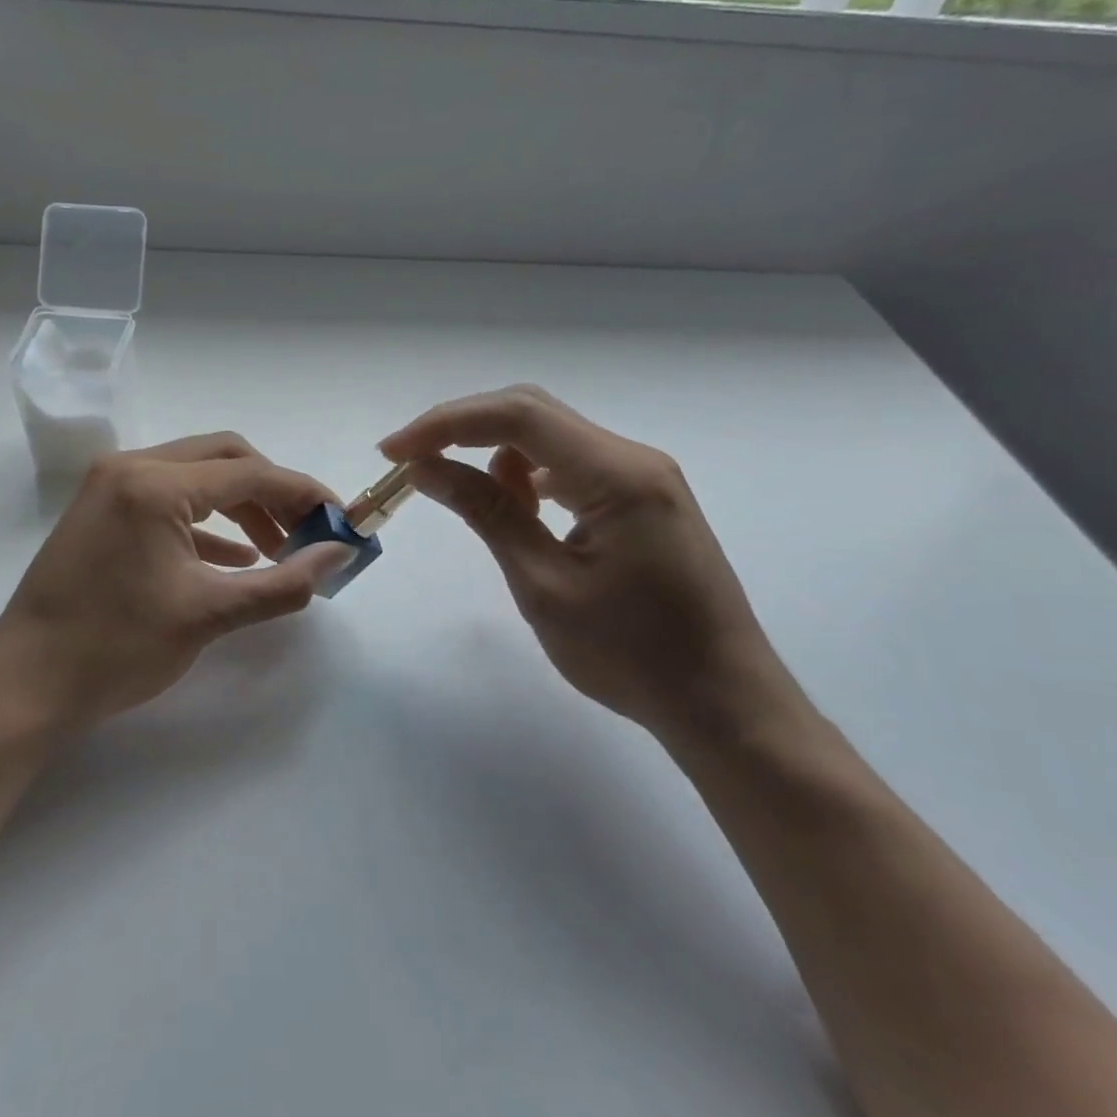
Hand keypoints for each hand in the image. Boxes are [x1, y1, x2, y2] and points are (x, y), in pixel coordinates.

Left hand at [0, 434, 349, 729]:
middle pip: (224, 457)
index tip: (341, 519)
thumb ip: (283, 582)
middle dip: (272, 491)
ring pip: (196, 475)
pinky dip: (206, 521)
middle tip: (306, 531)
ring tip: (276, 547)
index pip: (250, 473)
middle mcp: (130, 467)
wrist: (25, 685)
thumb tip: (339, 556)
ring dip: (240, 504)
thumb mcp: (209, 615)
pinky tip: (232, 557)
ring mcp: (110, 486)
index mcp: (154, 484)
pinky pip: (168, 499)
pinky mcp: (102, 510)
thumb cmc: (116, 648)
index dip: (303, 493)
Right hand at [381, 385, 782, 740]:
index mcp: (618, 473)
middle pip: (533, 413)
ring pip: (550, 438)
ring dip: (496, 456)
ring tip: (471, 505)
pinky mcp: (641, 500)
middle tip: (412, 464)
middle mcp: (633, 459)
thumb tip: (427, 467)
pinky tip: (517, 514)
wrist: (723, 703)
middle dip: (464, 430)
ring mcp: (642, 478)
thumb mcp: (543, 584)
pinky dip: (528, 478)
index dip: (446, 424)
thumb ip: (486, 514)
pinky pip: (571, 467)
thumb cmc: (632, 655)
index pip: (517, 416)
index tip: (394, 452)